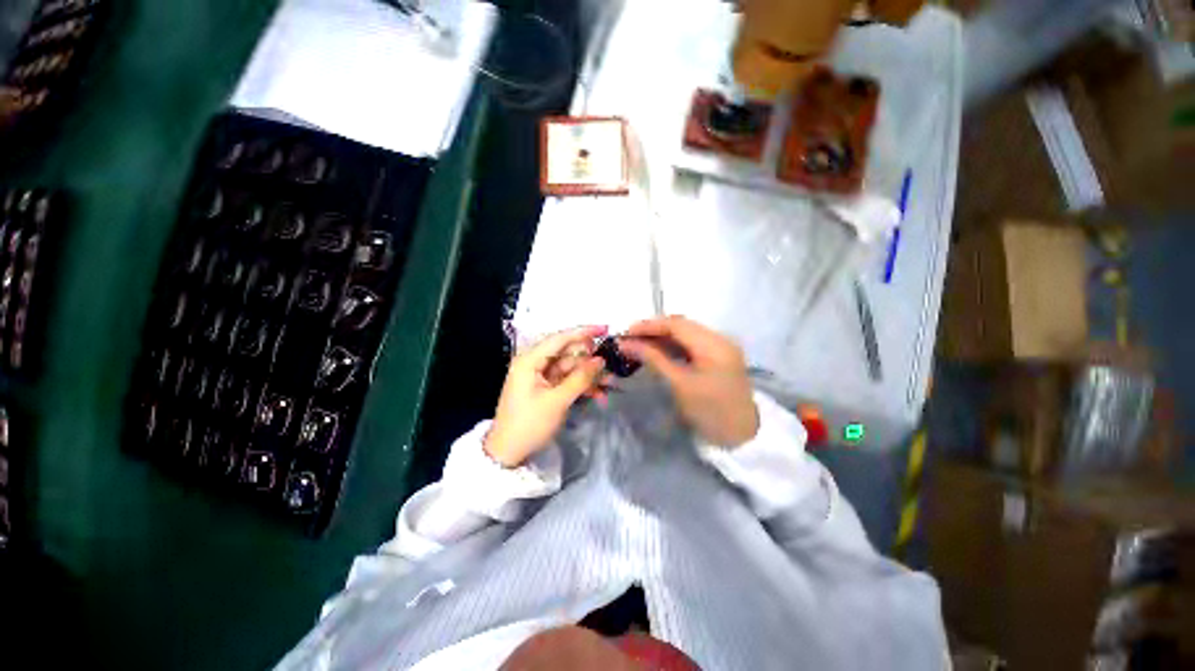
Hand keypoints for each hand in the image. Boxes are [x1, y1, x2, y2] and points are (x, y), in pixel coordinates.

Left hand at [485, 326, 607, 467]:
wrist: (508, 453)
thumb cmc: (529, 424)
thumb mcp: (557, 401)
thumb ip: (580, 378)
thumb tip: (600, 359)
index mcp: (530, 360)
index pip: (560, 338)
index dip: (583, 332)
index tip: (605, 329)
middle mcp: (534, 363)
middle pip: (567, 353)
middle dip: (590, 360)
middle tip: (611, 365)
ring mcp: (540, 376)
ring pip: (570, 368)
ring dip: (589, 376)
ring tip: (610, 383)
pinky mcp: (545, 388)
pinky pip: (567, 381)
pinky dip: (581, 386)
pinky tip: (599, 395)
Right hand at [619, 316, 758, 446]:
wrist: (740, 434)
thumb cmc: (709, 411)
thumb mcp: (679, 384)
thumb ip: (653, 359)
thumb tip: (626, 344)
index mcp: (713, 344)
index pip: (677, 324)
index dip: (650, 325)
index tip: (626, 333)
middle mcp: (720, 338)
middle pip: (681, 325)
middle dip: (654, 330)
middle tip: (631, 339)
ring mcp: (721, 345)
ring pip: (686, 333)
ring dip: (662, 337)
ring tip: (640, 344)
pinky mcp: (719, 354)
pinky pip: (692, 342)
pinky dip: (674, 345)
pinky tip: (658, 350)